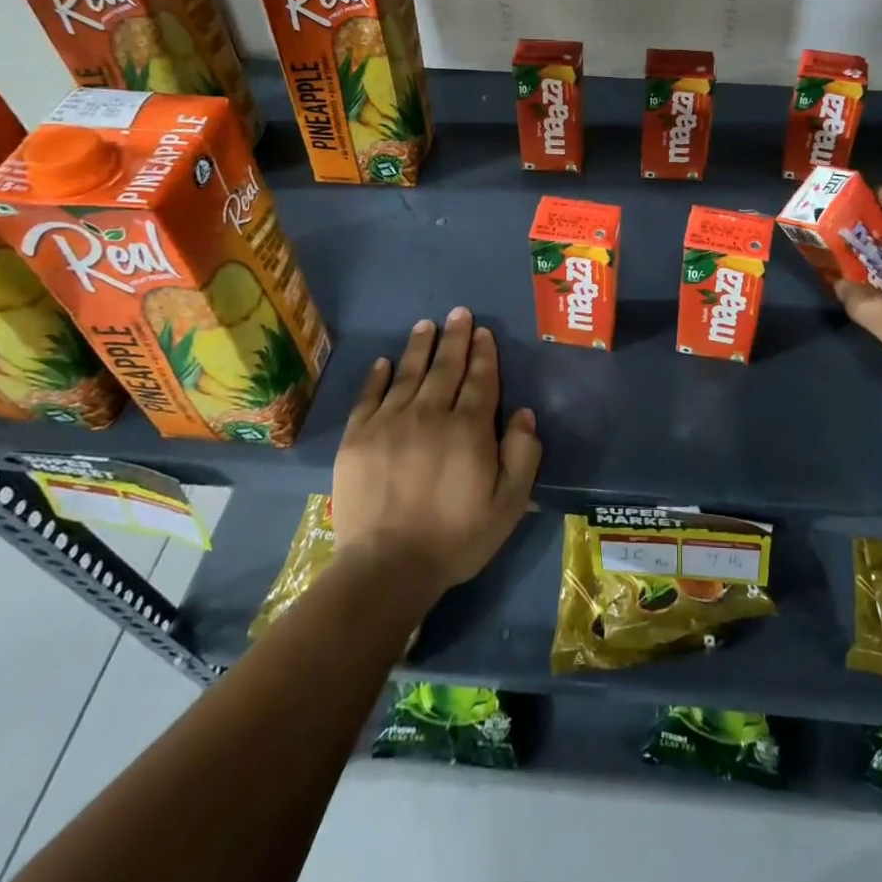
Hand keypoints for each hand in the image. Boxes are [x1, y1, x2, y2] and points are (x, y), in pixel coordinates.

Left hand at [330, 308, 541, 597]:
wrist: (387, 567)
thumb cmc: (456, 537)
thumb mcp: (509, 504)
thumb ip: (523, 454)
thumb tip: (523, 413)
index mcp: (469, 429)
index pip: (480, 380)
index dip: (484, 354)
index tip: (484, 332)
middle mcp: (430, 415)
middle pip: (446, 368)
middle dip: (455, 338)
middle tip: (458, 313)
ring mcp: (390, 423)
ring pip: (408, 374)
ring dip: (420, 347)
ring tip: (427, 325)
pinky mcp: (357, 438)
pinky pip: (369, 397)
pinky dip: (377, 376)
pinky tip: (384, 362)